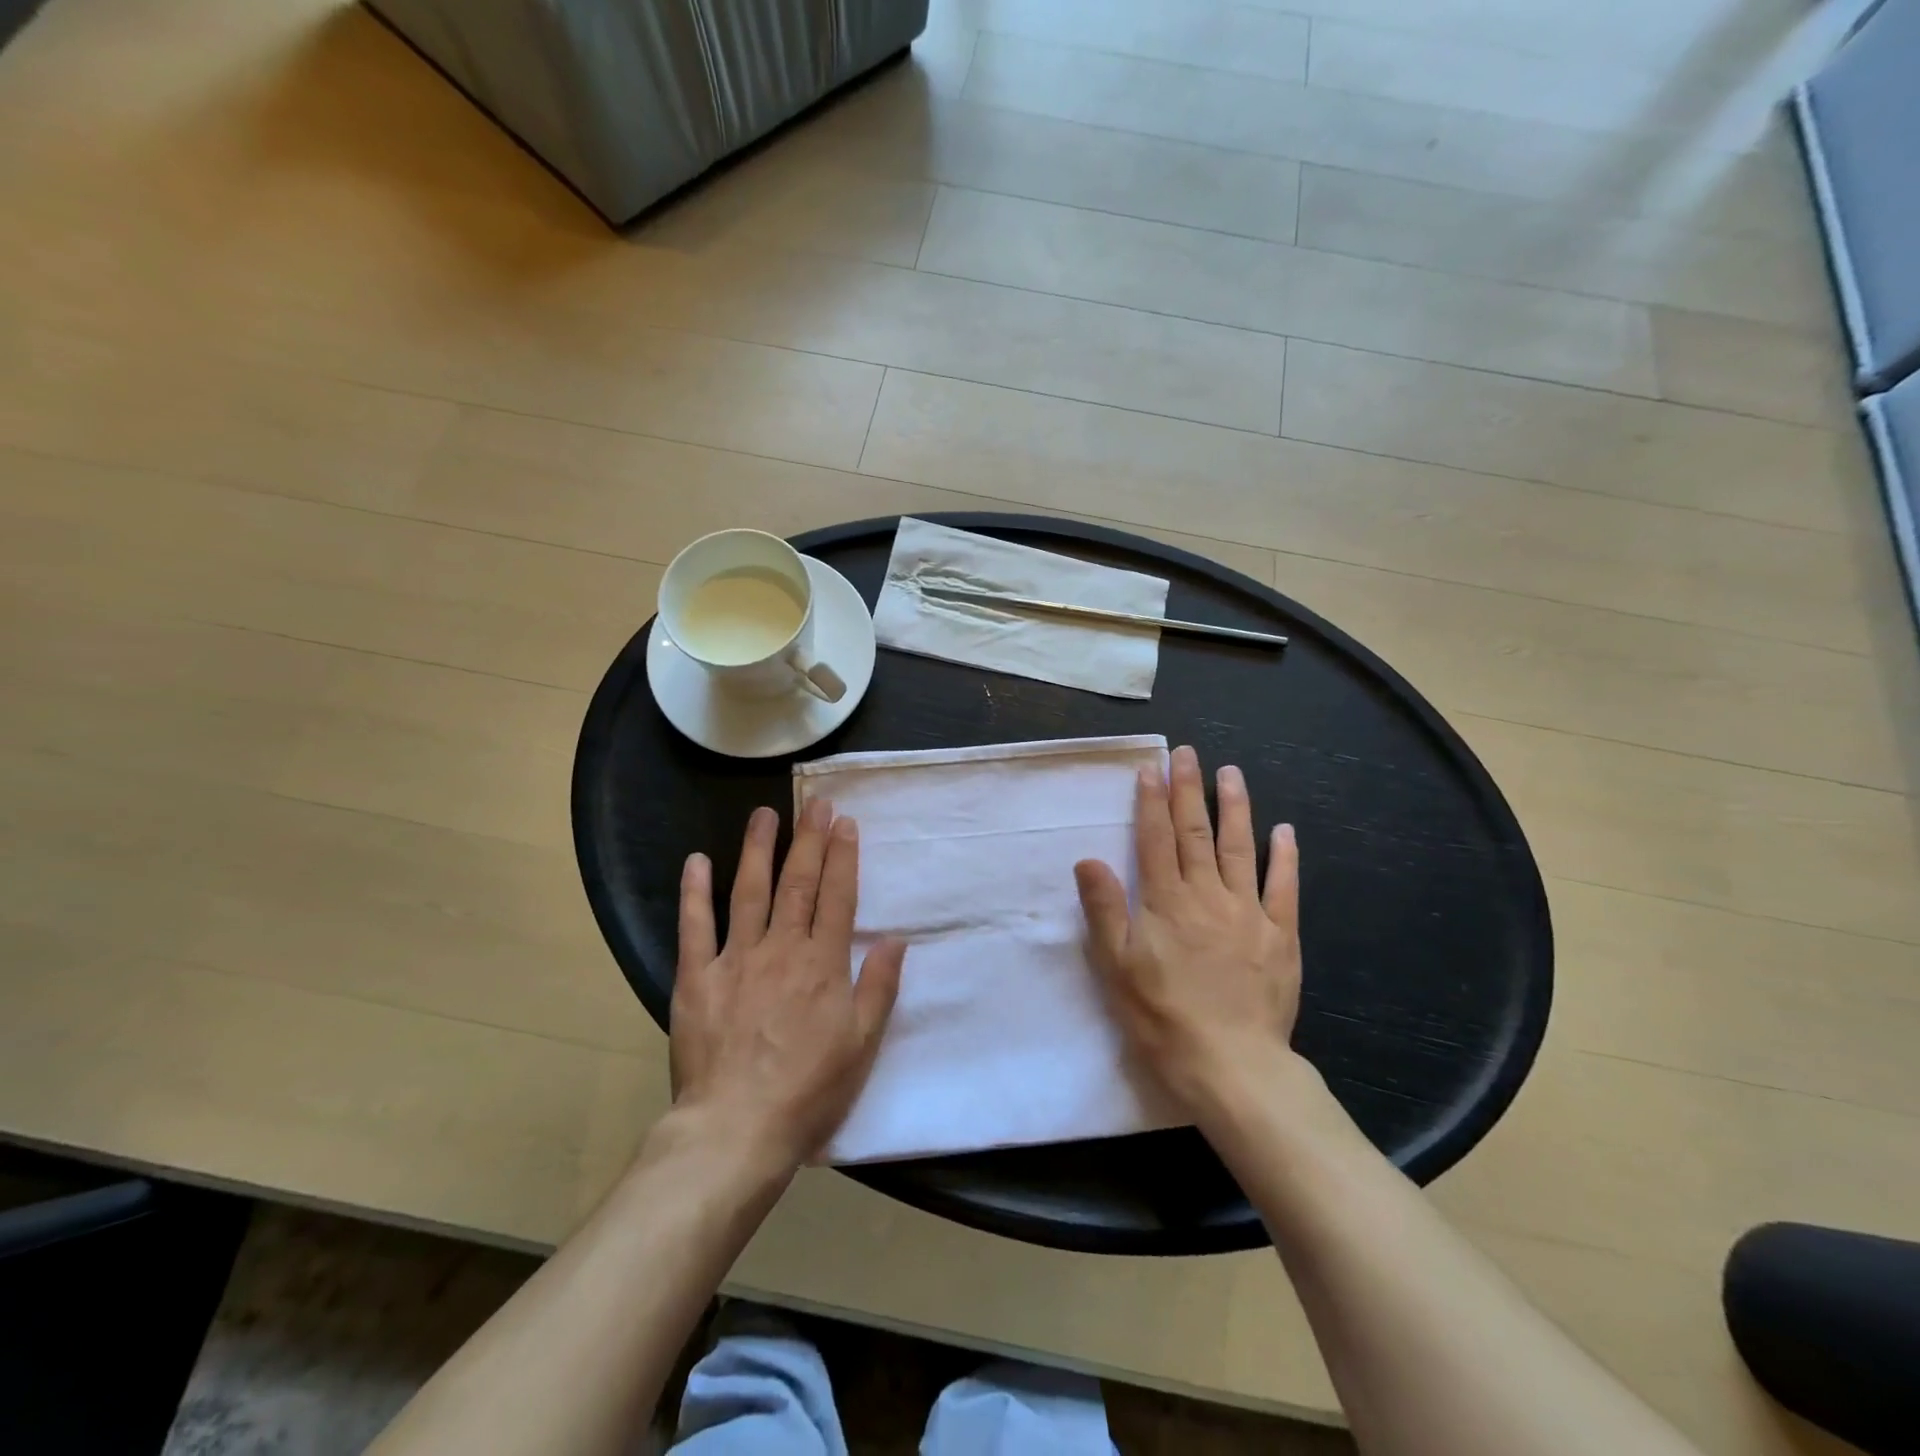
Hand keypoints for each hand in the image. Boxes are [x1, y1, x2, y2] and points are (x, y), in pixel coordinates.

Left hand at [672, 799, 906, 1168]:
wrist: (736, 1130)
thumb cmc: (809, 1091)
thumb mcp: (862, 1045)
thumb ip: (879, 988)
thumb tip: (897, 940)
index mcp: (824, 964)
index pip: (838, 897)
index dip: (843, 857)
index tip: (845, 823)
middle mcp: (782, 949)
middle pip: (799, 883)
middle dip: (809, 839)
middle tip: (815, 804)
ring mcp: (736, 959)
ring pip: (749, 891)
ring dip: (759, 849)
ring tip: (765, 814)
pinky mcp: (696, 978)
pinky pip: (695, 927)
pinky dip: (695, 892)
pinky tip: (696, 861)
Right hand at [1074, 745, 1302, 1126]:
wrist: (1230, 1065)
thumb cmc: (1163, 1016)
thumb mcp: (1116, 967)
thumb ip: (1104, 909)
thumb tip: (1087, 859)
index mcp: (1165, 902)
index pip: (1155, 839)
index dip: (1150, 801)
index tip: (1151, 768)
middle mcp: (1206, 895)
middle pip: (1195, 832)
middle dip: (1188, 790)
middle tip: (1187, 753)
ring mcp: (1247, 912)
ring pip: (1239, 848)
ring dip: (1234, 808)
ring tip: (1232, 773)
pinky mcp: (1280, 935)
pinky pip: (1283, 888)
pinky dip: (1284, 857)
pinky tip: (1283, 831)